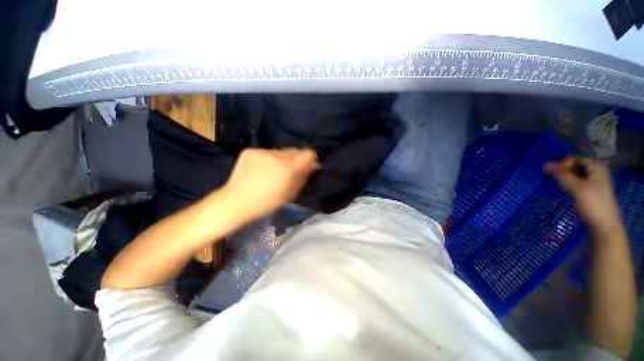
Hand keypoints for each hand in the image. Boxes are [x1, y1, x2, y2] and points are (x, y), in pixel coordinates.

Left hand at [221, 148, 319, 220]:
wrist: (236, 202)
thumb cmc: (267, 202)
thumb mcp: (290, 193)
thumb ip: (303, 176)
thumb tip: (314, 165)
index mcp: (287, 167)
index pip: (307, 153)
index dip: (311, 158)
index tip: (311, 164)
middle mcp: (276, 155)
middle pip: (294, 151)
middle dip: (297, 158)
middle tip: (294, 169)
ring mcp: (262, 151)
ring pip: (280, 151)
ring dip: (283, 158)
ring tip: (277, 170)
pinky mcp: (250, 151)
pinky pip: (267, 152)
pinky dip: (270, 159)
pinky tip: (264, 168)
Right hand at [544, 156, 621, 232]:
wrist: (604, 225)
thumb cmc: (593, 204)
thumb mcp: (575, 188)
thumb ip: (560, 174)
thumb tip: (544, 164)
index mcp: (596, 165)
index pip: (573, 159)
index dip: (562, 166)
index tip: (555, 177)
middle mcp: (597, 169)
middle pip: (574, 166)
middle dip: (563, 173)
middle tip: (558, 183)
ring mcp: (596, 179)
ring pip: (575, 174)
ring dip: (566, 179)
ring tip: (561, 188)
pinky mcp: (593, 189)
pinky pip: (578, 181)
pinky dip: (570, 184)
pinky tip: (567, 191)